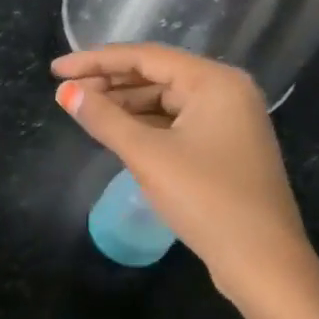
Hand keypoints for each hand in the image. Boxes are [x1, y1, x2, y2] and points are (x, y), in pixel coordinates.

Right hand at [52, 44, 318, 309]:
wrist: (261, 260)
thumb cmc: (206, 198)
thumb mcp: (148, 155)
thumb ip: (104, 119)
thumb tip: (66, 92)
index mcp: (215, 82)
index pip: (145, 57)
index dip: (96, 61)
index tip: (56, 70)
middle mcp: (226, 92)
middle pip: (157, 75)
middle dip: (109, 82)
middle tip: (65, 91)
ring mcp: (229, 122)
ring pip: (166, 101)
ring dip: (125, 105)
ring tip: (83, 110)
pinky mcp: (224, 149)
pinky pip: (175, 124)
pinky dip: (144, 125)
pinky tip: (116, 132)